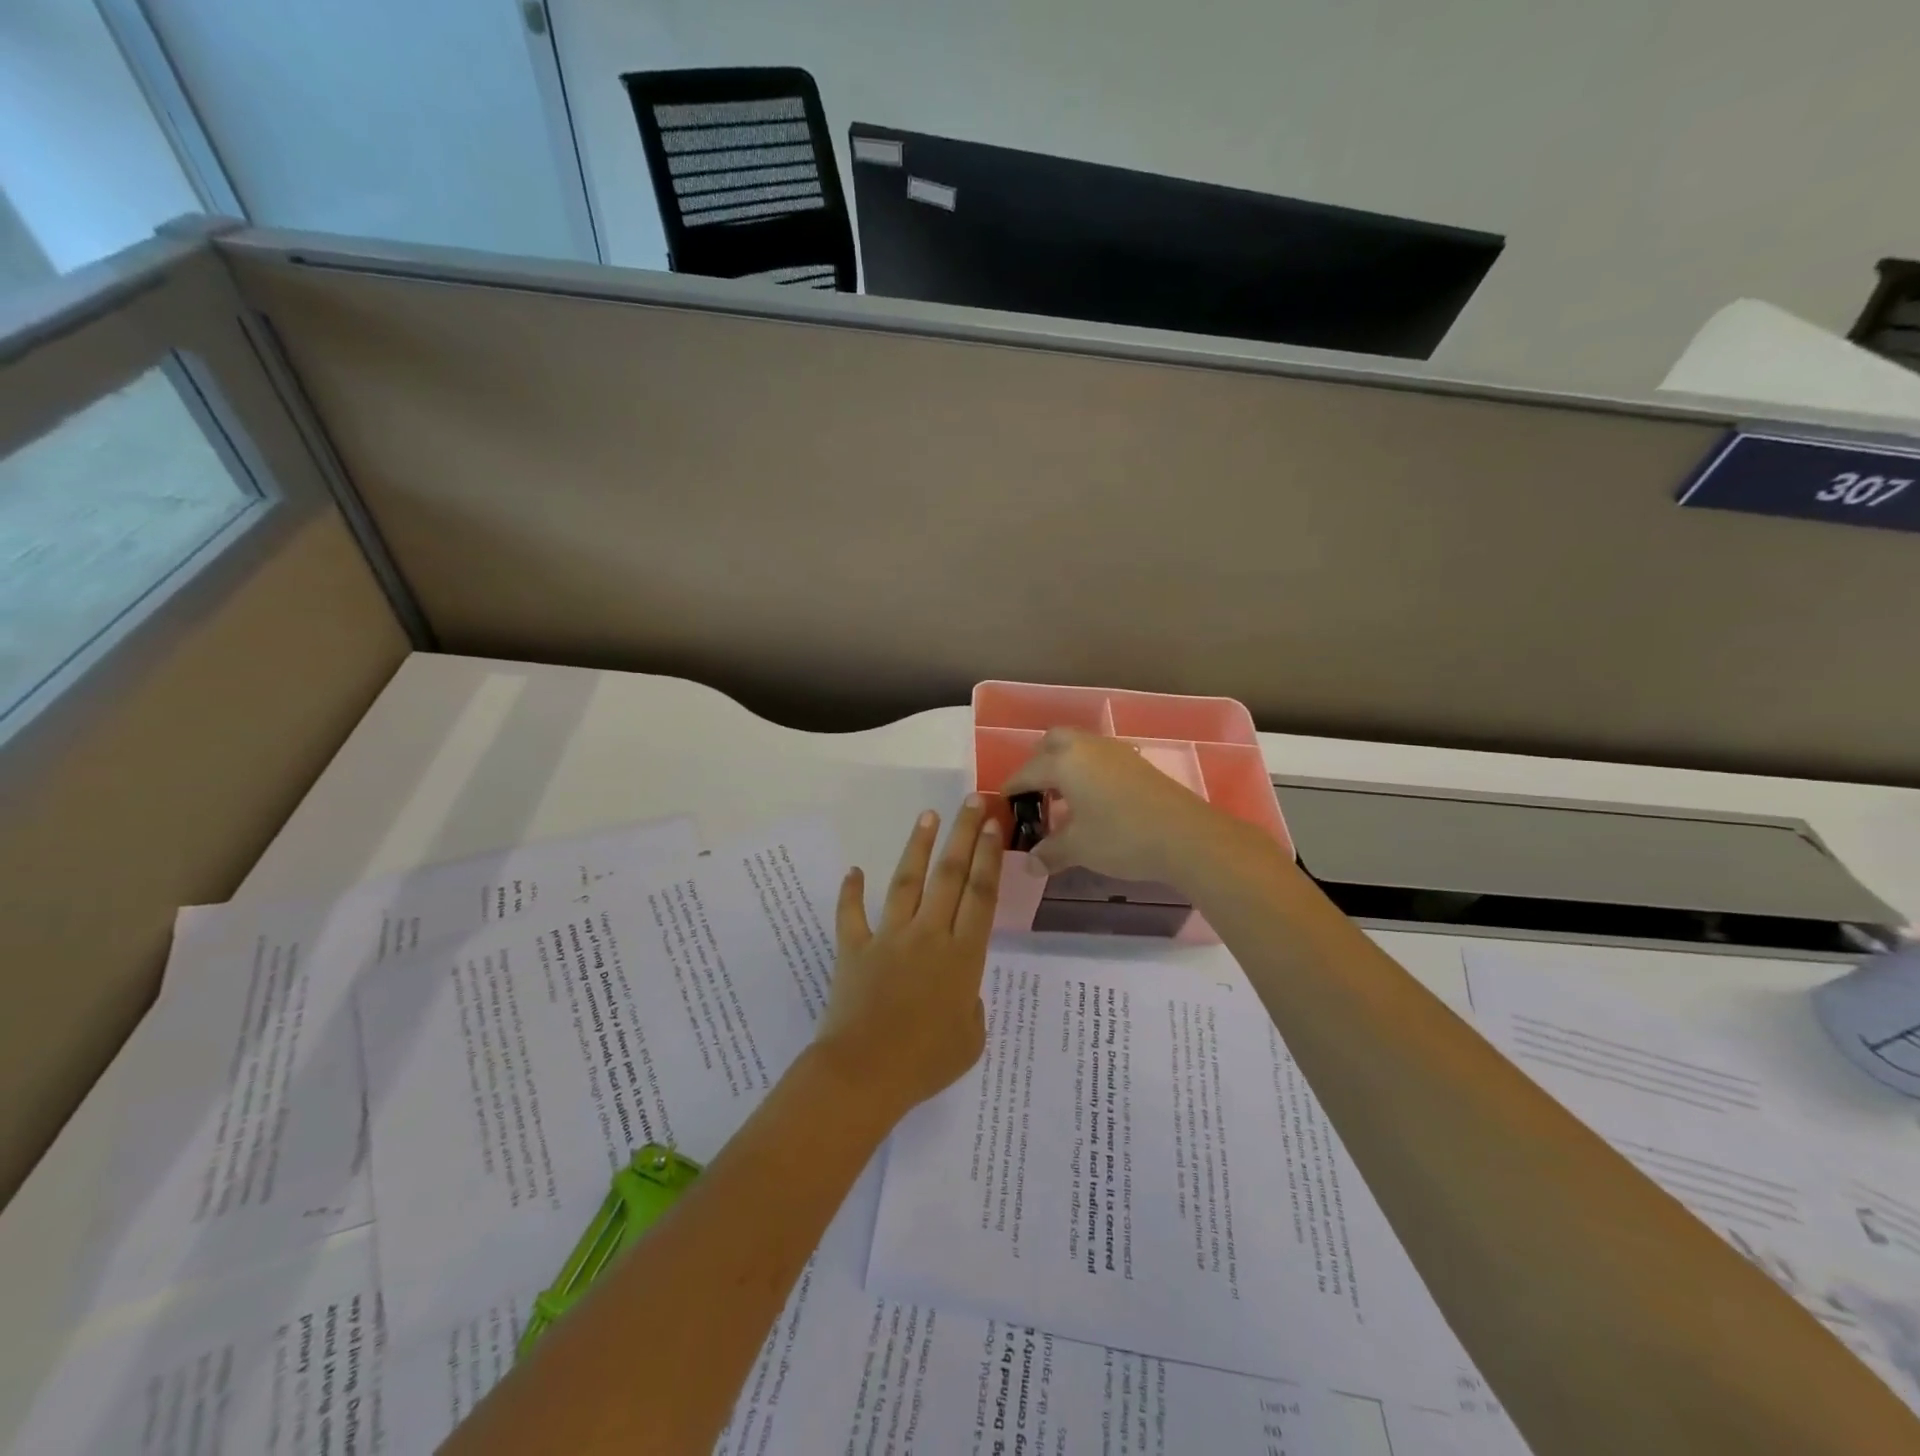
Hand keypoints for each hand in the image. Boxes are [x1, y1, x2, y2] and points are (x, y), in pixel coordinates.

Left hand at [815, 796, 1003, 1115]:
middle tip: (972, 802)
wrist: (864, 1074)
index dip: (989, 857)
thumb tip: (959, 990)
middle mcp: (929, 935)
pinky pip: (852, 914)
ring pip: (906, 881)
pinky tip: (854, 871)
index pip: (981, 895)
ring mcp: (889, 938)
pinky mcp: (855, 948)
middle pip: (950, 875)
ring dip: (918, 846)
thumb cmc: (925, 1064)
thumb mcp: (970, 1040)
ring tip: (928, 816)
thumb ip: (970, 1007)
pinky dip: (851, 892)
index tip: (994, 825)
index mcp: (962, 956)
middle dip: (964, 835)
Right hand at [1002, 727, 1245, 884]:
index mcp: (1065, 762)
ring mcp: (1117, 752)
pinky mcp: (1138, 764)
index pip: (1028, 771)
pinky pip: (1100, 758)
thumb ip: (1050, 852)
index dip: (1012, 788)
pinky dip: (1088, 772)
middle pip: (1053, 742)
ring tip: (1063, 799)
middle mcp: (1088, 747)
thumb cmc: (1121, 837)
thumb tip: (1030, 864)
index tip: (1003, 803)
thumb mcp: (1079, 848)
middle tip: (1035, 792)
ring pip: (1080, 747)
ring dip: (1066, 766)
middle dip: (1039, 763)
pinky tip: (1093, 801)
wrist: (1186, 836)